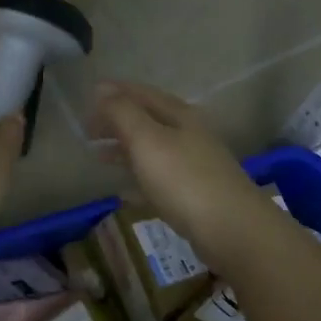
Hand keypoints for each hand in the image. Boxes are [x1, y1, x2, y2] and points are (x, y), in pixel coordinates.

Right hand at [88, 82, 280, 258]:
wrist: (233, 231)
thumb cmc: (184, 179)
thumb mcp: (147, 139)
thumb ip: (123, 113)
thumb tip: (102, 89)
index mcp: (179, 115)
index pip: (142, 93)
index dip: (115, 92)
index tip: (89, 94)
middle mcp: (188, 135)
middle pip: (147, 120)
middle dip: (117, 121)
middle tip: (87, 129)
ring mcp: (194, 165)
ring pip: (152, 149)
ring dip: (124, 149)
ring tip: (98, 157)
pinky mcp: (195, 195)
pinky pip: (158, 179)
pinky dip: (138, 179)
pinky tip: (123, 192)